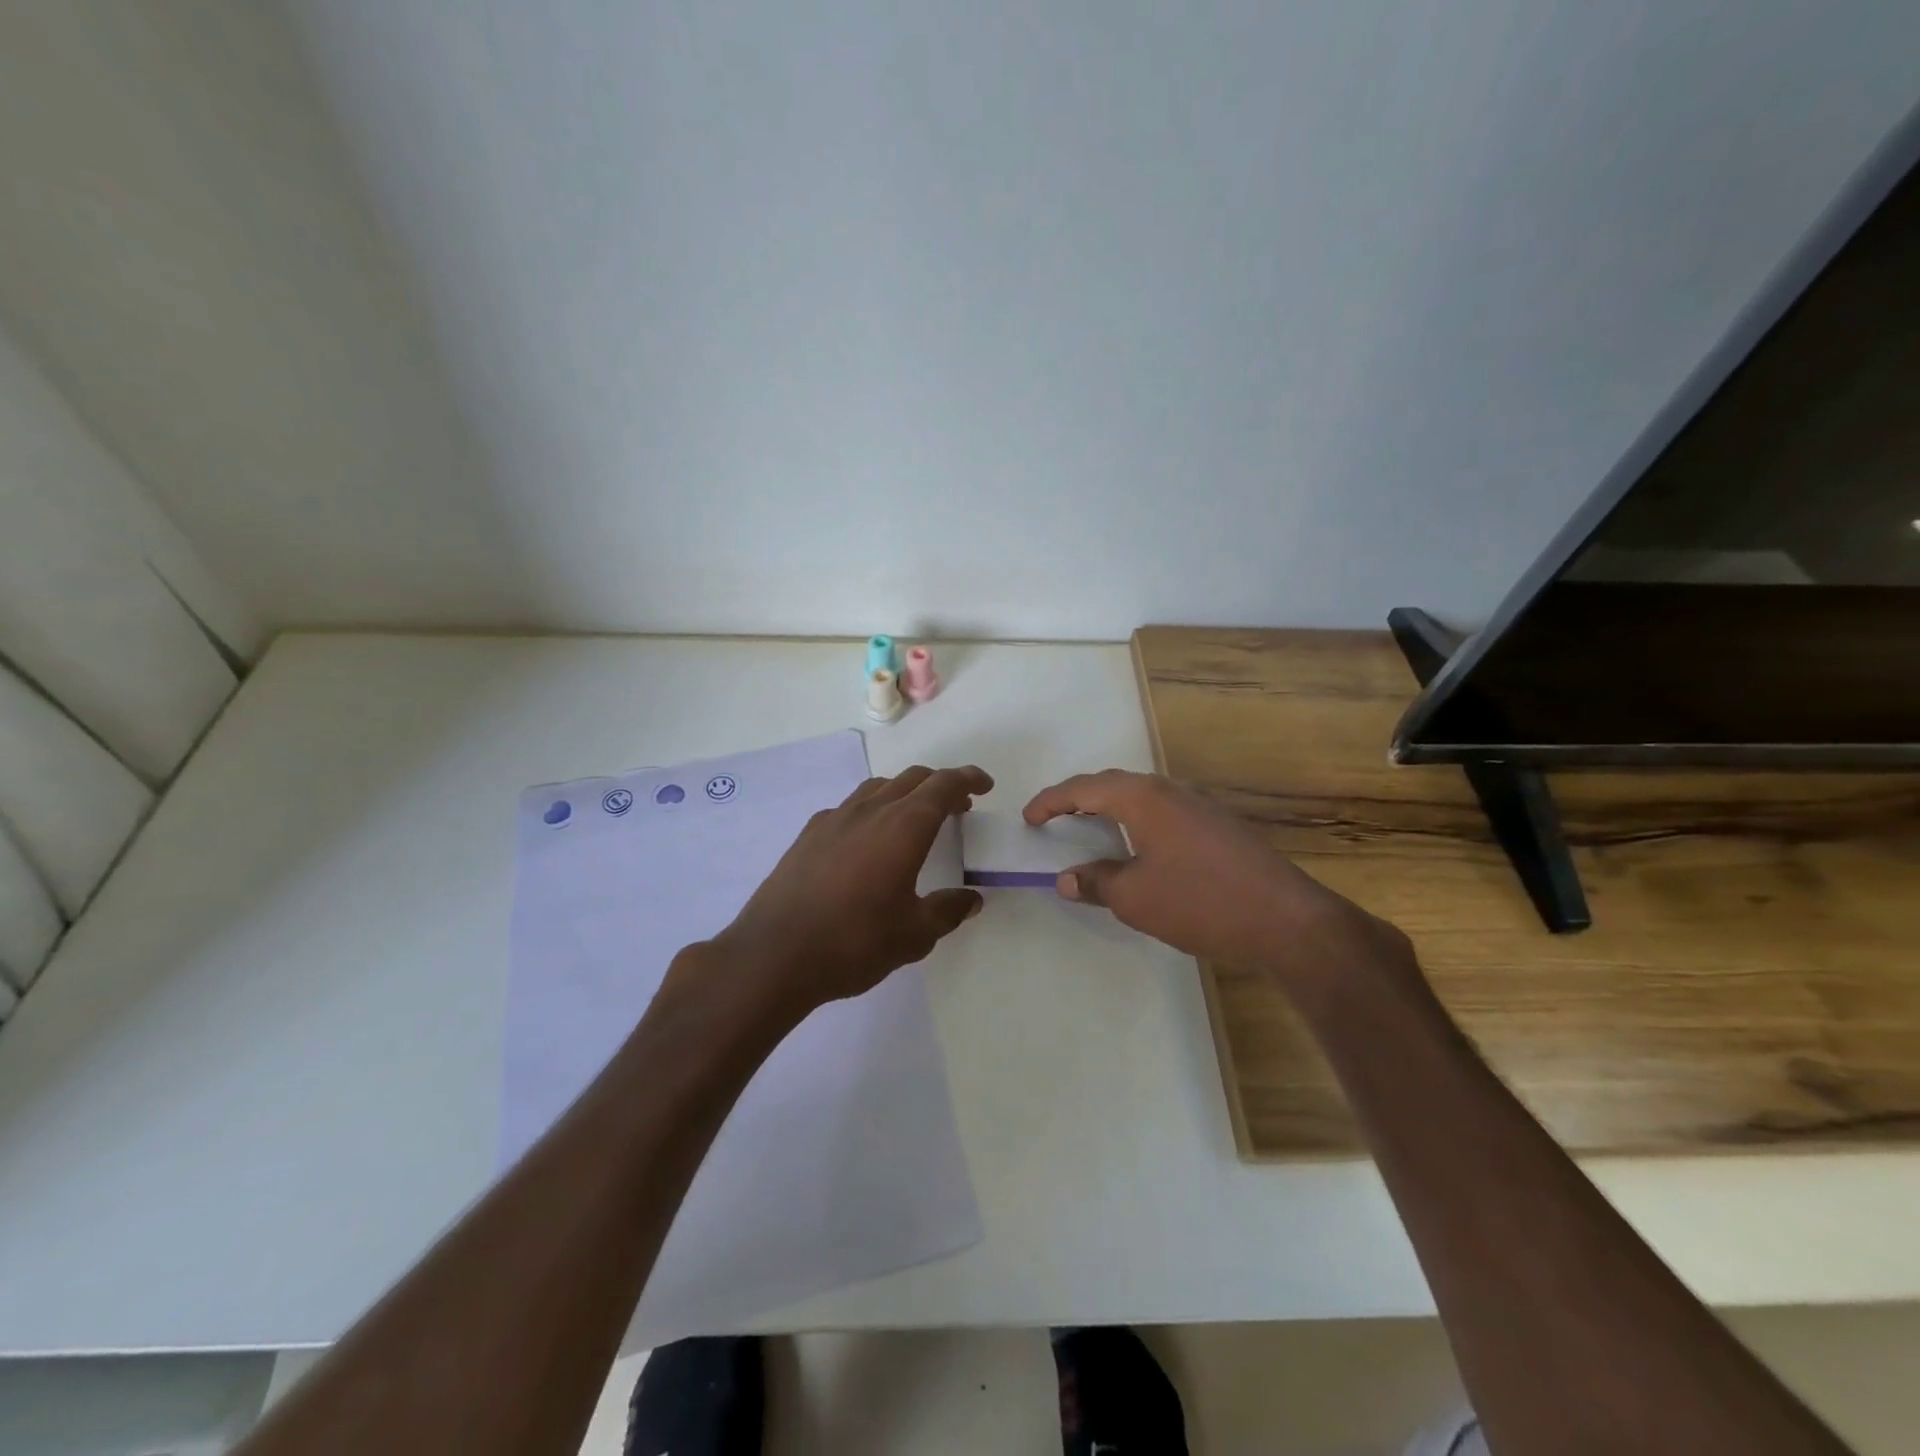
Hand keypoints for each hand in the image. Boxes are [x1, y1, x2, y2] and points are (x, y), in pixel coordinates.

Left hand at [700, 766, 990, 1017]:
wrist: (774, 955)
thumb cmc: (854, 942)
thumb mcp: (914, 935)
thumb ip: (947, 911)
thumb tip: (970, 899)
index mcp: (904, 826)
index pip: (944, 785)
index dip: (968, 779)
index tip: (984, 786)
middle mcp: (871, 810)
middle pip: (912, 779)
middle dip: (941, 785)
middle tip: (958, 807)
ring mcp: (835, 819)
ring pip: (878, 788)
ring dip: (905, 793)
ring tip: (914, 819)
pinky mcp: (808, 835)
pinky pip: (849, 807)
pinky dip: (871, 811)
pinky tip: (867, 842)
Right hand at [1022, 770, 1413, 992]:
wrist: (1286, 920)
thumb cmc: (1200, 902)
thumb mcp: (1135, 898)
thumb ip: (1096, 882)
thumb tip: (1067, 878)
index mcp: (1144, 798)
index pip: (1085, 788)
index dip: (1051, 801)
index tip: (1029, 817)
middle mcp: (1171, 791)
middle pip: (1114, 785)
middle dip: (1080, 798)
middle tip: (1054, 818)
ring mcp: (1201, 806)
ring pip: (1143, 797)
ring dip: (1112, 809)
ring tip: (1092, 830)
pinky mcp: (1221, 826)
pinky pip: (1165, 813)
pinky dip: (1139, 823)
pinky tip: (1141, 849)